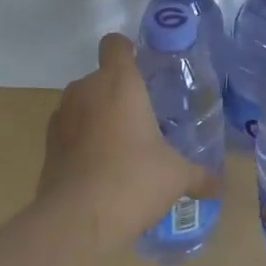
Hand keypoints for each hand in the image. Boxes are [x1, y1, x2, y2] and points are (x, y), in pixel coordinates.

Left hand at [39, 33, 212, 250]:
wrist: (76, 221)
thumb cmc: (132, 181)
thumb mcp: (176, 177)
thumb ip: (199, 175)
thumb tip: (218, 185)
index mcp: (119, 83)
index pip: (115, 44)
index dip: (127, 51)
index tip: (143, 69)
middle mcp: (85, 90)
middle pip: (101, 77)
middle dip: (119, 94)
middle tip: (143, 121)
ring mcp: (61, 116)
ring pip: (83, 104)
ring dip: (99, 118)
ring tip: (121, 148)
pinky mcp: (47, 144)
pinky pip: (70, 131)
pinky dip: (82, 142)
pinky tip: (100, 170)